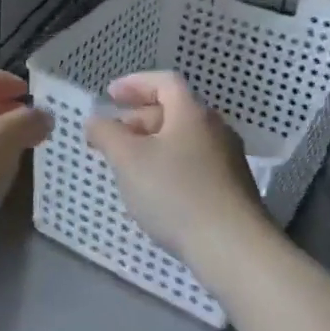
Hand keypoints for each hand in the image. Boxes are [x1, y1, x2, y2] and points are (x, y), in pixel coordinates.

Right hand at [85, 71, 267, 272]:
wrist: (233, 248)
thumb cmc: (175, 193)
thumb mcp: (127, 160)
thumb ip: (106, 134)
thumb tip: (96, 120)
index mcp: (192, 113)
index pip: (164, 82)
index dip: (134, 83)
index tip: (110, 95)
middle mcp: (215, 129)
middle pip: (174, 110)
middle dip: (139, 118)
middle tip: (113, 136)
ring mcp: (228, 160)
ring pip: (183, 140)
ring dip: (153, 145)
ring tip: (129, 166)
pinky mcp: (232, 189)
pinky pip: (194, 164)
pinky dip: (169, 166)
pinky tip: (156, 192)